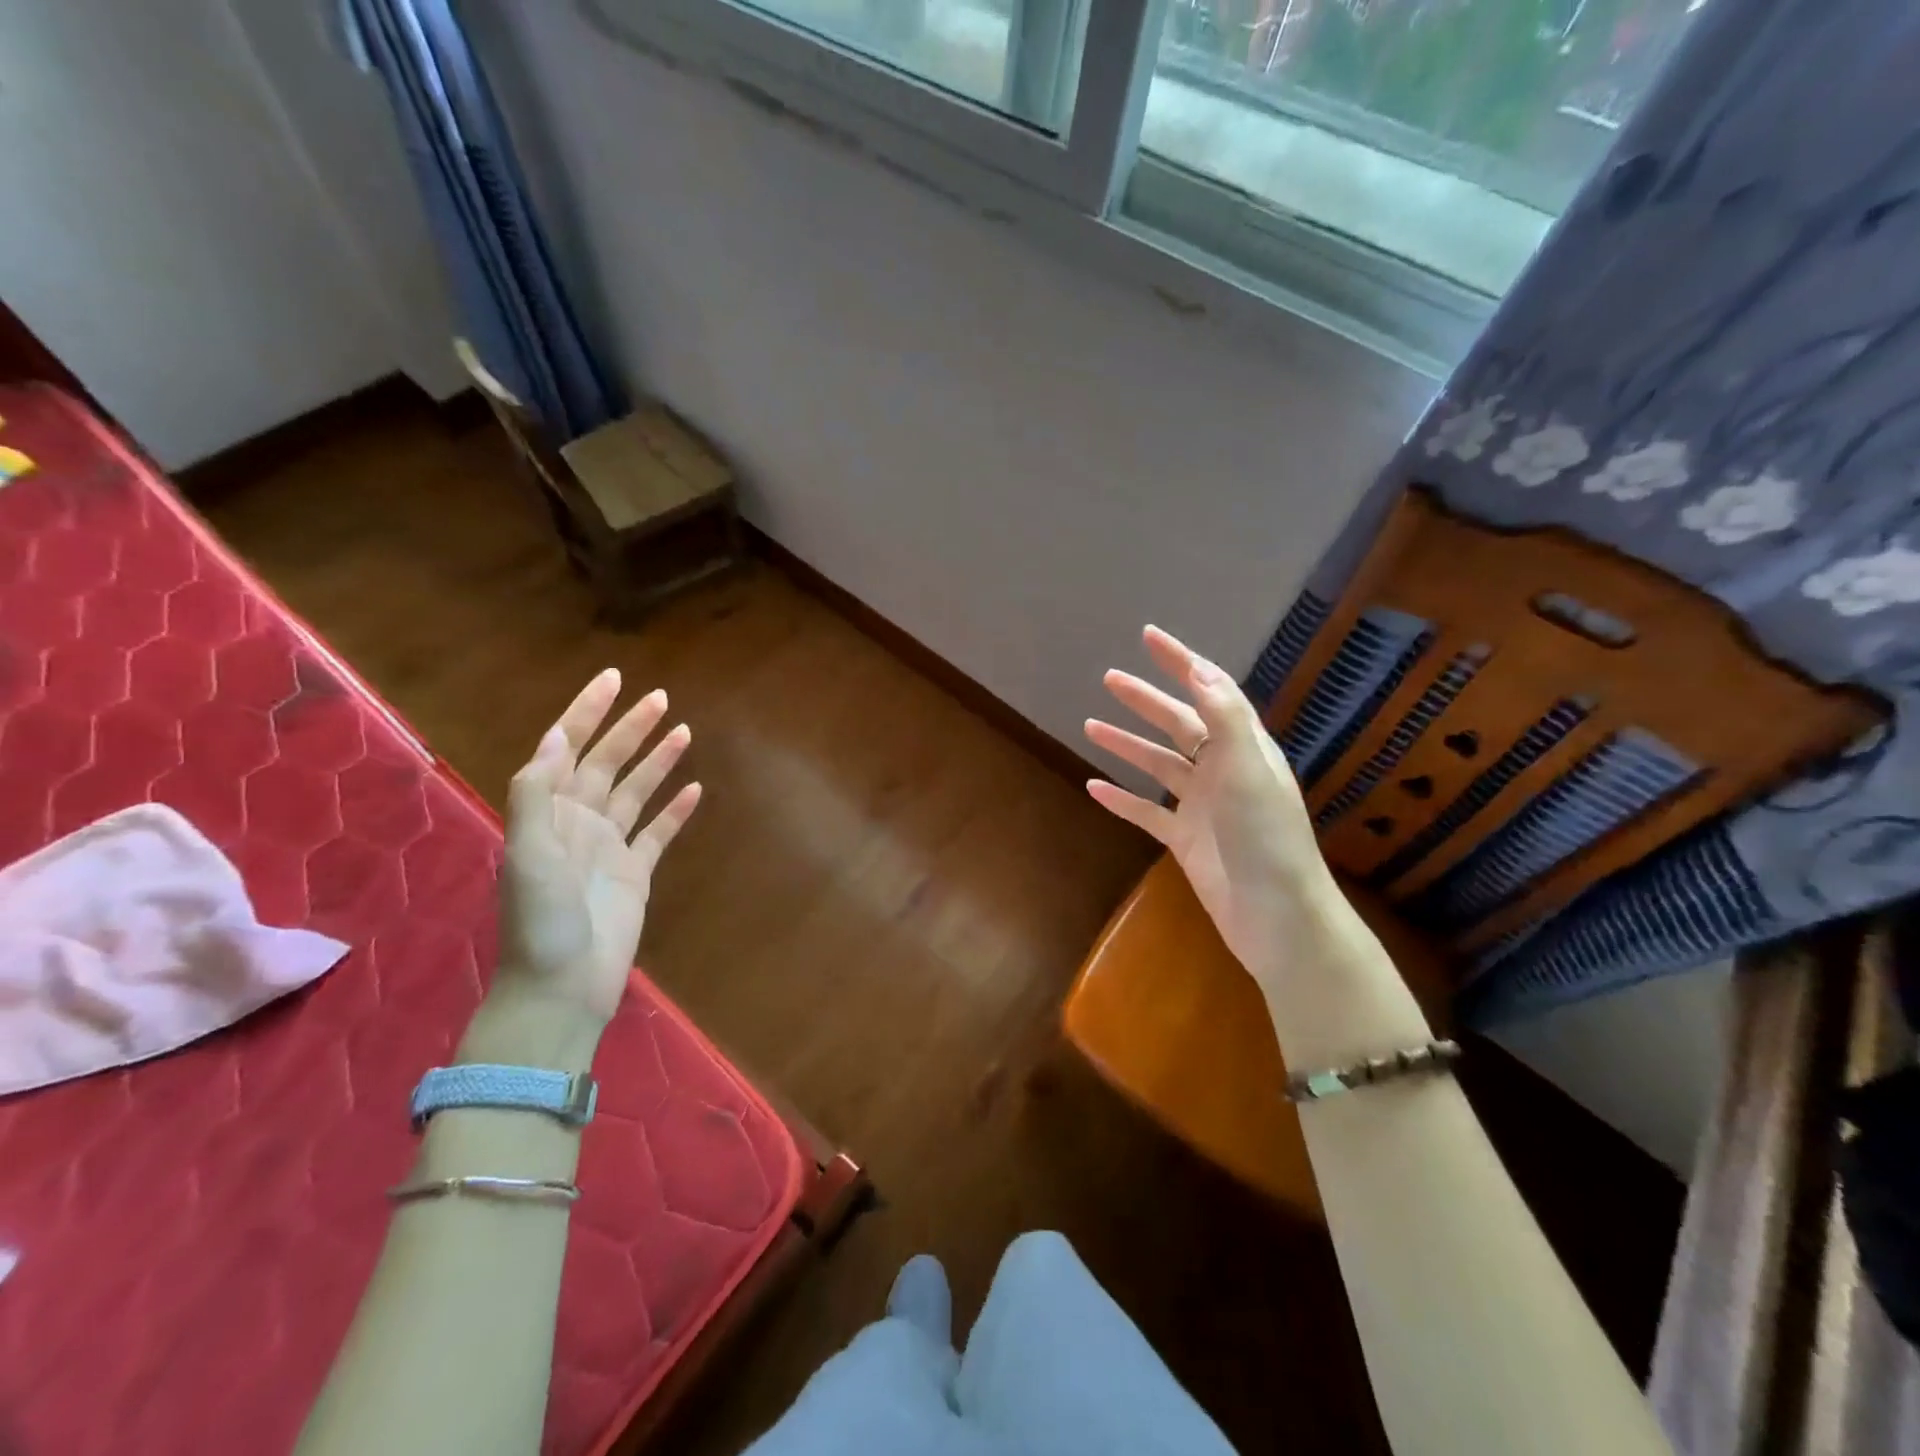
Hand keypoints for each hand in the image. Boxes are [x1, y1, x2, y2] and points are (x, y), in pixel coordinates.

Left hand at [497, 670, 701, 1026]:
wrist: (562, 987)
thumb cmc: (541, 921)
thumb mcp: (527, 854)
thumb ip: (536, 795)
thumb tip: (557, 738)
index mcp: (549, 813)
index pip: (568, 748)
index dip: (588, 712)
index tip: (614, 680)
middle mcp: (579, 822)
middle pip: (608, 763)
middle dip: (631, 728)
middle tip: (660, 697)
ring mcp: (609, 847)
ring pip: (637, 791)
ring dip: (657, 761)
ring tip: (683, 731)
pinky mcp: (636, 872)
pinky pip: (659, 832)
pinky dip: (676, 810)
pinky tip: (695, 789)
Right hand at [1083, 626, 1336, 989]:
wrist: (1277, 918)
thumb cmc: (1267, 840)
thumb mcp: (1248, 772)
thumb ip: (1225, 719)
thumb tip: (1200, 670)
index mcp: (1243, 749)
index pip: (1211, 691)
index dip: (1182, 662)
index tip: (1149, 637)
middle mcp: (1223, 771)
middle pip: (1179, 724)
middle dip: (1145, 700)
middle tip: (1110, 678)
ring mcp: (1202, 807)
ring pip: (1158, 766)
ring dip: (1127, 745)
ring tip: (1090, 726)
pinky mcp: (1185, 841)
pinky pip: (1146, 812)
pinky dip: (1121, 799)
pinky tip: (1094, 787)